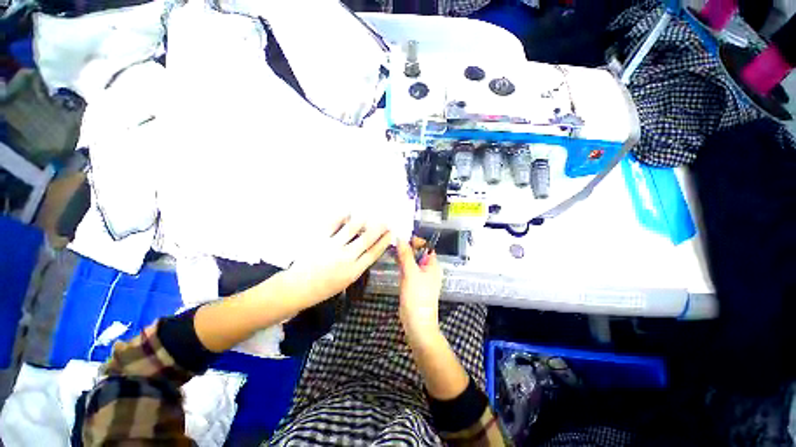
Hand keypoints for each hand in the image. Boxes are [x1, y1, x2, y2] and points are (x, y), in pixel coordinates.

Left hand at [282, 217, 391, 305]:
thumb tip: (367, 249)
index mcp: (354, 271)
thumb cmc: (324, 288)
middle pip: (367, 238)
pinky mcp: (318, 239)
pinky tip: (348, 211)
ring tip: (368, 214)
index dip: (384, 241)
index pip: (374, 252)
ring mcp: (332, 247)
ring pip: (352, 228)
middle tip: (385, 220)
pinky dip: (341, 215)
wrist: (298, 288)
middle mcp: (346, 257)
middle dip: (379, 228)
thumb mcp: (346, 282)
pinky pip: (332, 223)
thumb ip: (358, 265)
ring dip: (363, 219)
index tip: (391, 233)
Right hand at [395, 239, 442, 339]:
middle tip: (392, 240)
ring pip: (411, 260)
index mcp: (432, 265)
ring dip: (402, 254)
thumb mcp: (411, 273)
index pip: (426, 246)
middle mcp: (427, 268)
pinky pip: (407, 268)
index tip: (401, 236)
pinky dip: (400, 263)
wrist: (416, 323)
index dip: (415, 240)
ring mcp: (419, 276)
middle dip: (406, 246)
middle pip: (417, 253)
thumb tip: (400, 238)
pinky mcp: (412, 282)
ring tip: (390, 246)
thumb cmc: (417, 297)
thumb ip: (406, 255)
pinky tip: (392, 258)